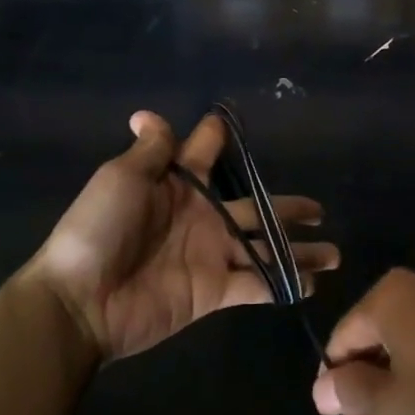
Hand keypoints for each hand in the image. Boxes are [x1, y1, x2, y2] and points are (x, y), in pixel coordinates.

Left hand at [29, 111, 336, 361]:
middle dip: (287, 207)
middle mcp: (202, 217)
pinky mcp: (214, 291)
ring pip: (266, 247)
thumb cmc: (98, 229)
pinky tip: (310, 284)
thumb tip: (149, 114)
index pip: (207, 153)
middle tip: (320, 208)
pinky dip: (283, 284)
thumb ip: (151, 151)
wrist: (81, 300)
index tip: (235, 124)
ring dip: (298, 250)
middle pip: (255, 207)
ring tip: (333, 252)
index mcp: (179, 186)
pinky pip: (256, 285)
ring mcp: (211, 255)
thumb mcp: (120, 178)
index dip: (220, 137)